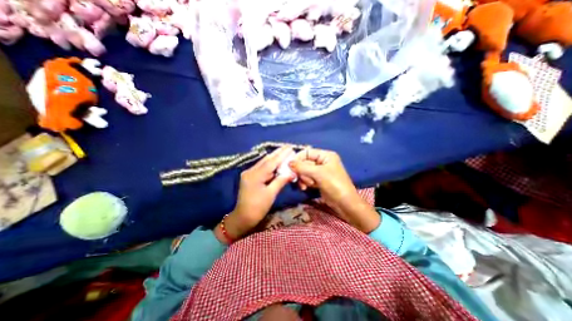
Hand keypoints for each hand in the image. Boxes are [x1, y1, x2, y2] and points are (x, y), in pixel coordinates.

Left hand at [213, 146, 294, 242]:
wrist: (243, 217)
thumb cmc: (258, 208)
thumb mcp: (271, 194)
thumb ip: (281, 181)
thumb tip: (292, 172)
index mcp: (255, 175)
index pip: (271, 162)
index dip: (281, 155)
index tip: (290, 147)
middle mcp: (250, 171)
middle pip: (266, 160)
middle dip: (278, 153)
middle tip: (288, 147)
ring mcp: (248, 173)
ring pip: (263, 162)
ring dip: (274, 157)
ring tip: (284, 152)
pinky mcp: (249, 176)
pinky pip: (261, 167)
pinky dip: (270, 164)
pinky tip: (276, 161)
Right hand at [291, 148, 377, 232]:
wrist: (345, 203)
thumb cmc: (334, 184)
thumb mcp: (318, 173)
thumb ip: (302, 167)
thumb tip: (289, 162)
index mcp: (326, 156)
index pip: (307, 152)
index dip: (298, 158)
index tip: (289, 166)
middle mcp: (323, 162)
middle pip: (305, 162)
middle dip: (301, 171)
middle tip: (298, 178)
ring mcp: (320, 172)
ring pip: (305, 171)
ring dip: (303, 178)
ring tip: (307, 185)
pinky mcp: (319, 181)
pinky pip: (307, 178)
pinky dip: (305, 182)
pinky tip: (306, 188)